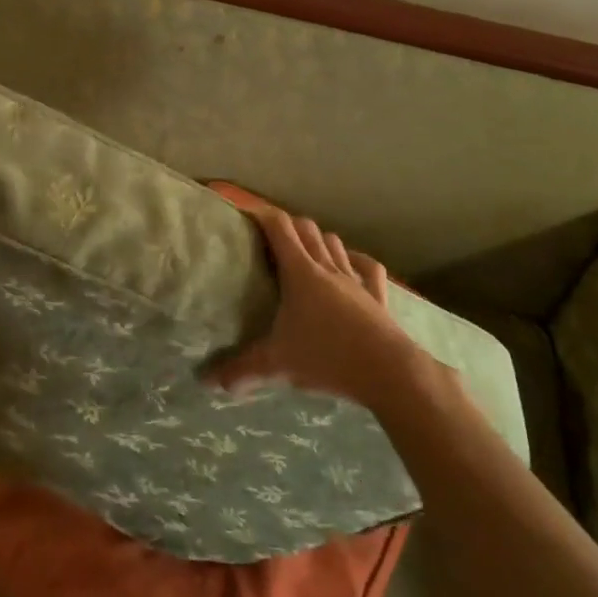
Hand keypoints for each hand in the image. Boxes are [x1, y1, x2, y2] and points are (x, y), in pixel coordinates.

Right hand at [206, 206, 419, 408]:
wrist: (388, 370)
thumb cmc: (328, 357)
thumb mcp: (277, 365)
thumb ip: (242, 370)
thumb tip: (210, 381)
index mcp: (300, 272)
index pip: (279, 228)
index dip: (261, 215)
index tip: (245, 214)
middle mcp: (327, 267)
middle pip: (306, 228)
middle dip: (287, 225)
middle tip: (270, 238)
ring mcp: (355, 279)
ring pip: (335, 242)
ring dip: (318, 239)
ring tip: (305, 251)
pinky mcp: (377, 295)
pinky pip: (367, 267)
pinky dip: (355, 260)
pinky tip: (350, 264)